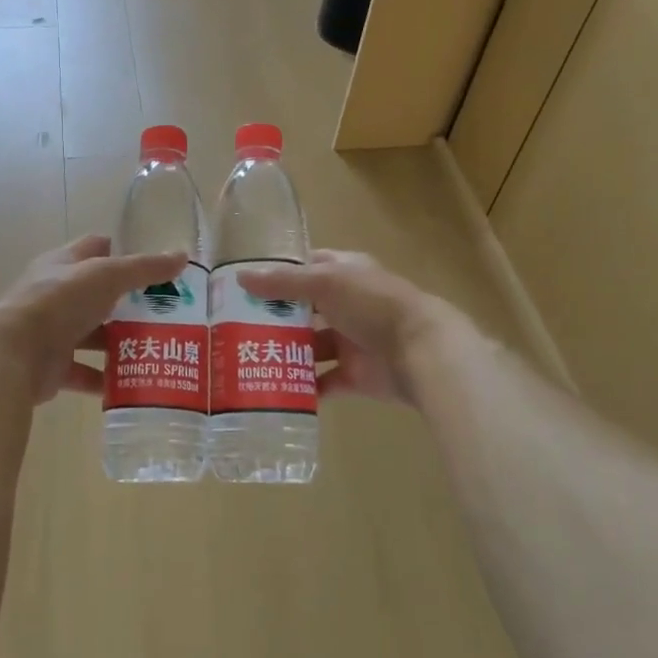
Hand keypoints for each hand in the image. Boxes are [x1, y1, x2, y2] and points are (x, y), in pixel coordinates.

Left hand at [0, 236, 187, 404]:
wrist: (13, 353)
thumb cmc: (59, 301)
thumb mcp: (107, 276)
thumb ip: (145, 268)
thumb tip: (182, 255)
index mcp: (63, 264)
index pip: (93, 249)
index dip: (119, 252)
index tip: (150, 267)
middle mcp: (55, 295)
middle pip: (96, 295)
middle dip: (126, 303)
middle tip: (163, 314)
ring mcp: (51, 332)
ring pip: (91, 334)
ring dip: (117, 342)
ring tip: (154, 349)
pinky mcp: (51, 367)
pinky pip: (84, 372)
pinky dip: (104, 379)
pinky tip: (131, 384)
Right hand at [239, 250, 441, 403]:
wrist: (422, 351)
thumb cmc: (373, 304)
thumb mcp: (325, 283)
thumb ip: (283, 282)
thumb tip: (240, 278)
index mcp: (345, 274)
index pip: (308, 267)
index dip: (279, 274)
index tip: (246, 285)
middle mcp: (347, 305)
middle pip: (305, 310)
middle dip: (275, 318)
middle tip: (235, 326)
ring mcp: (352, 341)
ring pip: (312, 347)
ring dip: (287, 353)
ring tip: (248, 359)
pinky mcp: (356, 375)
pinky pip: (324, 382)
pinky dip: (304, 387)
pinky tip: (275, 389)